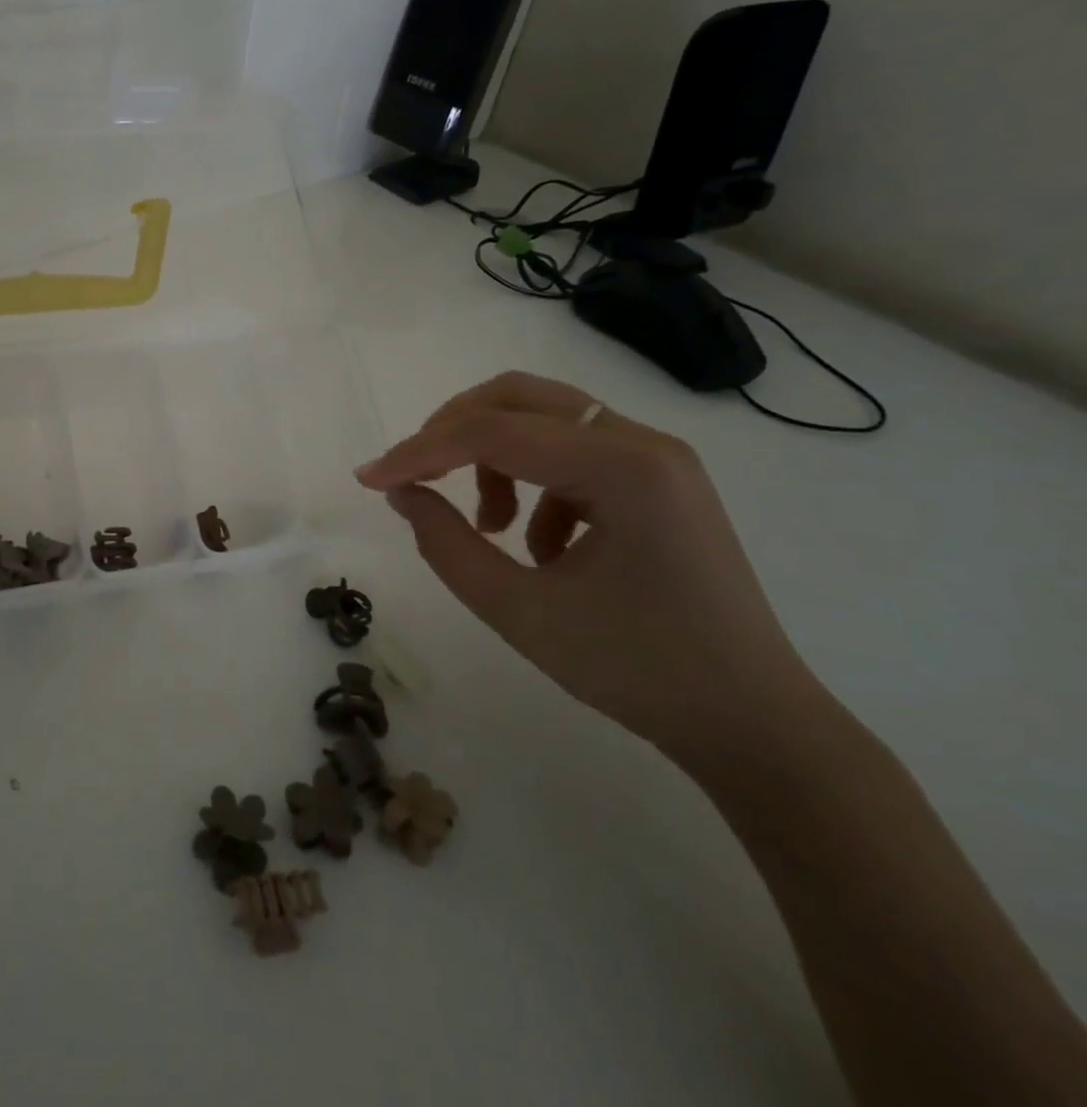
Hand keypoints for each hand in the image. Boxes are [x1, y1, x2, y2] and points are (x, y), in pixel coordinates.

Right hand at [355, 371, 829, 763]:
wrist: (752, 722)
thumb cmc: (636, 670)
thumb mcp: (519, 611)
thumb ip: (446, 543)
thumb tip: (400, 491)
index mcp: (622, 467)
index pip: (493, 432)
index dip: (419, 452)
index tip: (368, 480)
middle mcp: (643, 442)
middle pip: (518, 398)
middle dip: (451, 430)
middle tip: (414, 478)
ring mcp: (655, 458)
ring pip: (542, 418)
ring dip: (491, 457)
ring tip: (486, 527)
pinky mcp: (656, 480)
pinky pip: (570, 452)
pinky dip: (530, 483)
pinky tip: (539, 546)